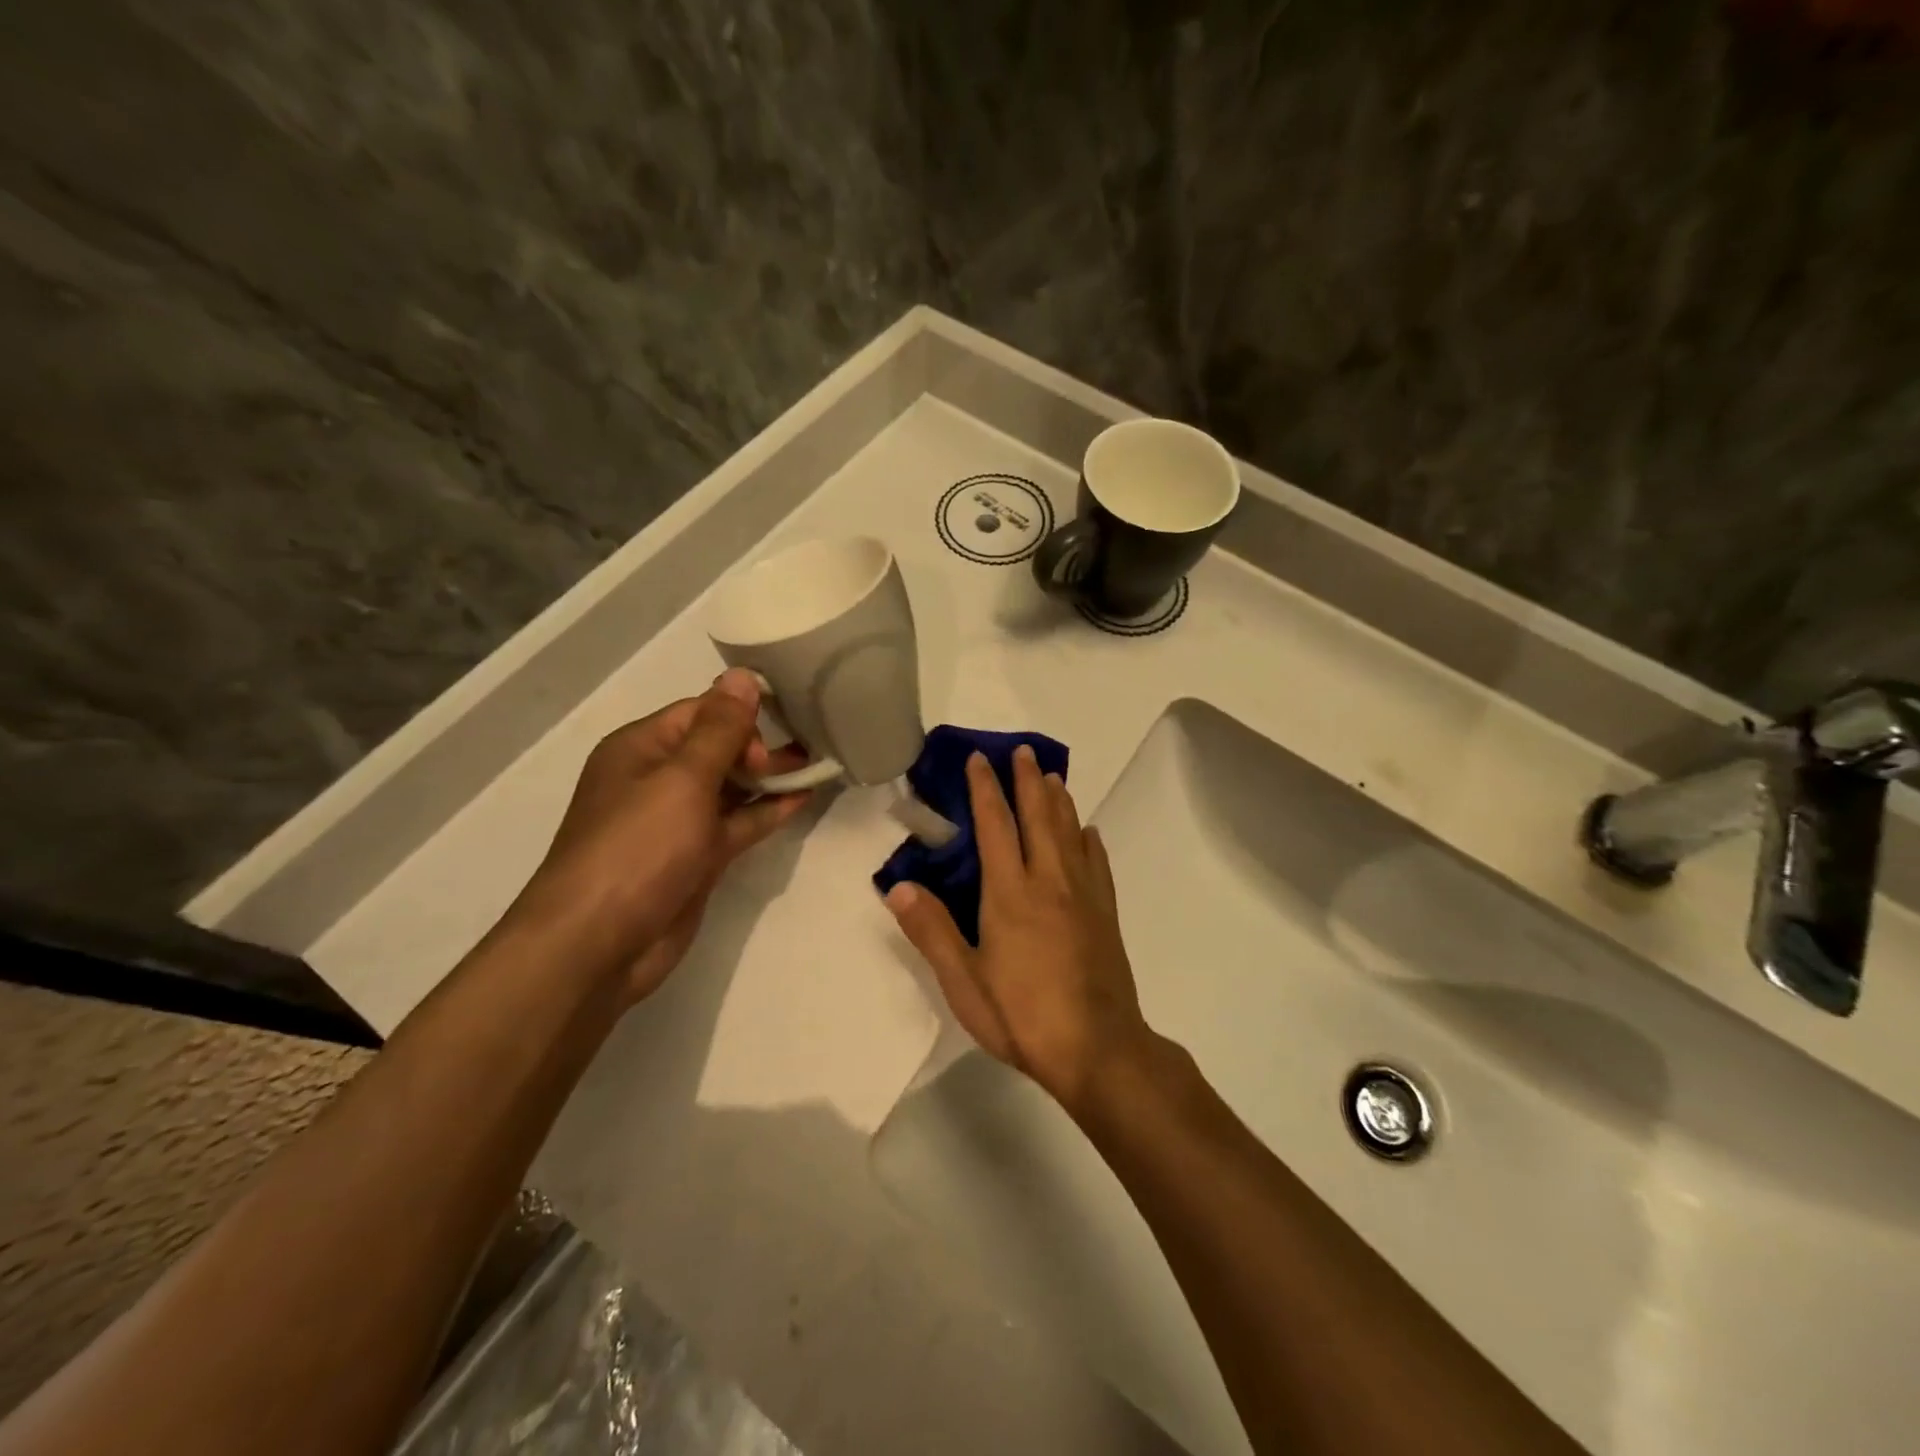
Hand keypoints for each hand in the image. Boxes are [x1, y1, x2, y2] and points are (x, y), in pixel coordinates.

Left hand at [506, 668, 811, 1003]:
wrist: (600, 944)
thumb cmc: (638, 848)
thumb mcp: (682, 779)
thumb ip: (719, 729)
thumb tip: (741, 676)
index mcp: (642, 749)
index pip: (700, 712)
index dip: (740, 716)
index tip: (777, 730)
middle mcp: (658, 779)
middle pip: (718, 747)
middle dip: (760, 745)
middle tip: (799, 755)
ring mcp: (678, 822)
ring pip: (732, 787)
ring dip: (770, 777)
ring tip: (817, 765)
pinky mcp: (697, 858)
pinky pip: (738, 823)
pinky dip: (767, 811)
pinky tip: (803, 799)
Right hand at [885, 745, 1152, 1111]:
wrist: (1098, 1048)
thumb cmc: (1022, 1015)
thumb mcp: (963, 982)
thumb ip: (931, 930)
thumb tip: (898, 886)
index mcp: (1009, 893)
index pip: (995, 826)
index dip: (986, 789)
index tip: (980, 759)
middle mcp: (1049, 881)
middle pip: (1039, 817)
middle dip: (1028, 780)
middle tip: (1022, 750)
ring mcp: (1083, 896)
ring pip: (1070, 833)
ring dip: (1059, 800)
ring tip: (1052, 777)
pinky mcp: (1106, 914)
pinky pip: (1098, 864)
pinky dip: (1090, 840)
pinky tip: (1088, 832)